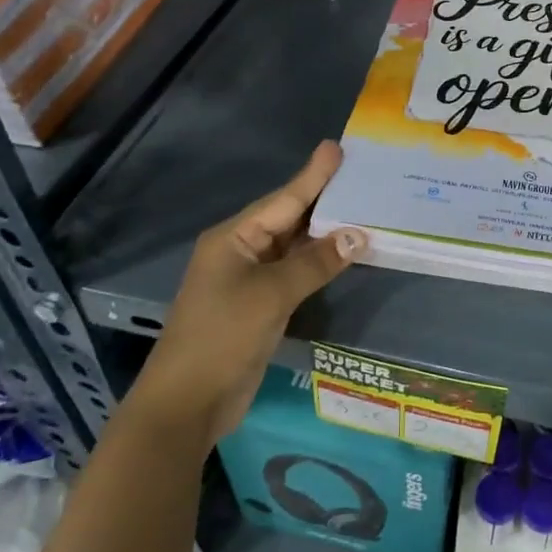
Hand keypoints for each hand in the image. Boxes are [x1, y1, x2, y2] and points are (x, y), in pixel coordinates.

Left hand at [126, 141, 365, 449]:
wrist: (187, 403)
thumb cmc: (222, 337)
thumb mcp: (271, 295)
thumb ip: (316, 262)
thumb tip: (359, 235)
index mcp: (233, 238)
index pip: (283, 199)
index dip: (313, 175)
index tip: (337, 148)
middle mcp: (241, 251)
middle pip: (289, 218)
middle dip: (324, 198)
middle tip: (361, 174)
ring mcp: (250, 279)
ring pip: (295, 246)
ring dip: (326, 231)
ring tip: (363, 206)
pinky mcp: (261, 305)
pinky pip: (296, 272)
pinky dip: (320, 261)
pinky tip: (345, 252)